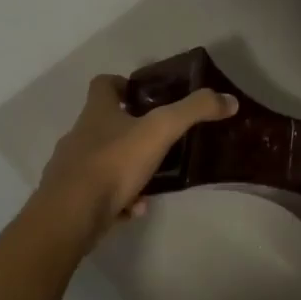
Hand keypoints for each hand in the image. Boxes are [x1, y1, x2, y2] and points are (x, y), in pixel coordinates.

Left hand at [34, 75, 237, 249]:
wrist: (71, 216)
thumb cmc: (113, 164)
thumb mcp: (160, 131)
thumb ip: (194, 112)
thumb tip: (229, 100)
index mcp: (97, 114)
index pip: (102, 85)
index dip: (121, 84)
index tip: (141, 94)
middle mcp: (79, 136)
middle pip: (104, 125)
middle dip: (131, 132)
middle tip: (160, 141)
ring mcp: (71, 168)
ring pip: (104, 162)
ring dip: (128, 170)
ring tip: (153, 184)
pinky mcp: (71, 198)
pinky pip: (99, 194)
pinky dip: (119, 199)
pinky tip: (135, 210)